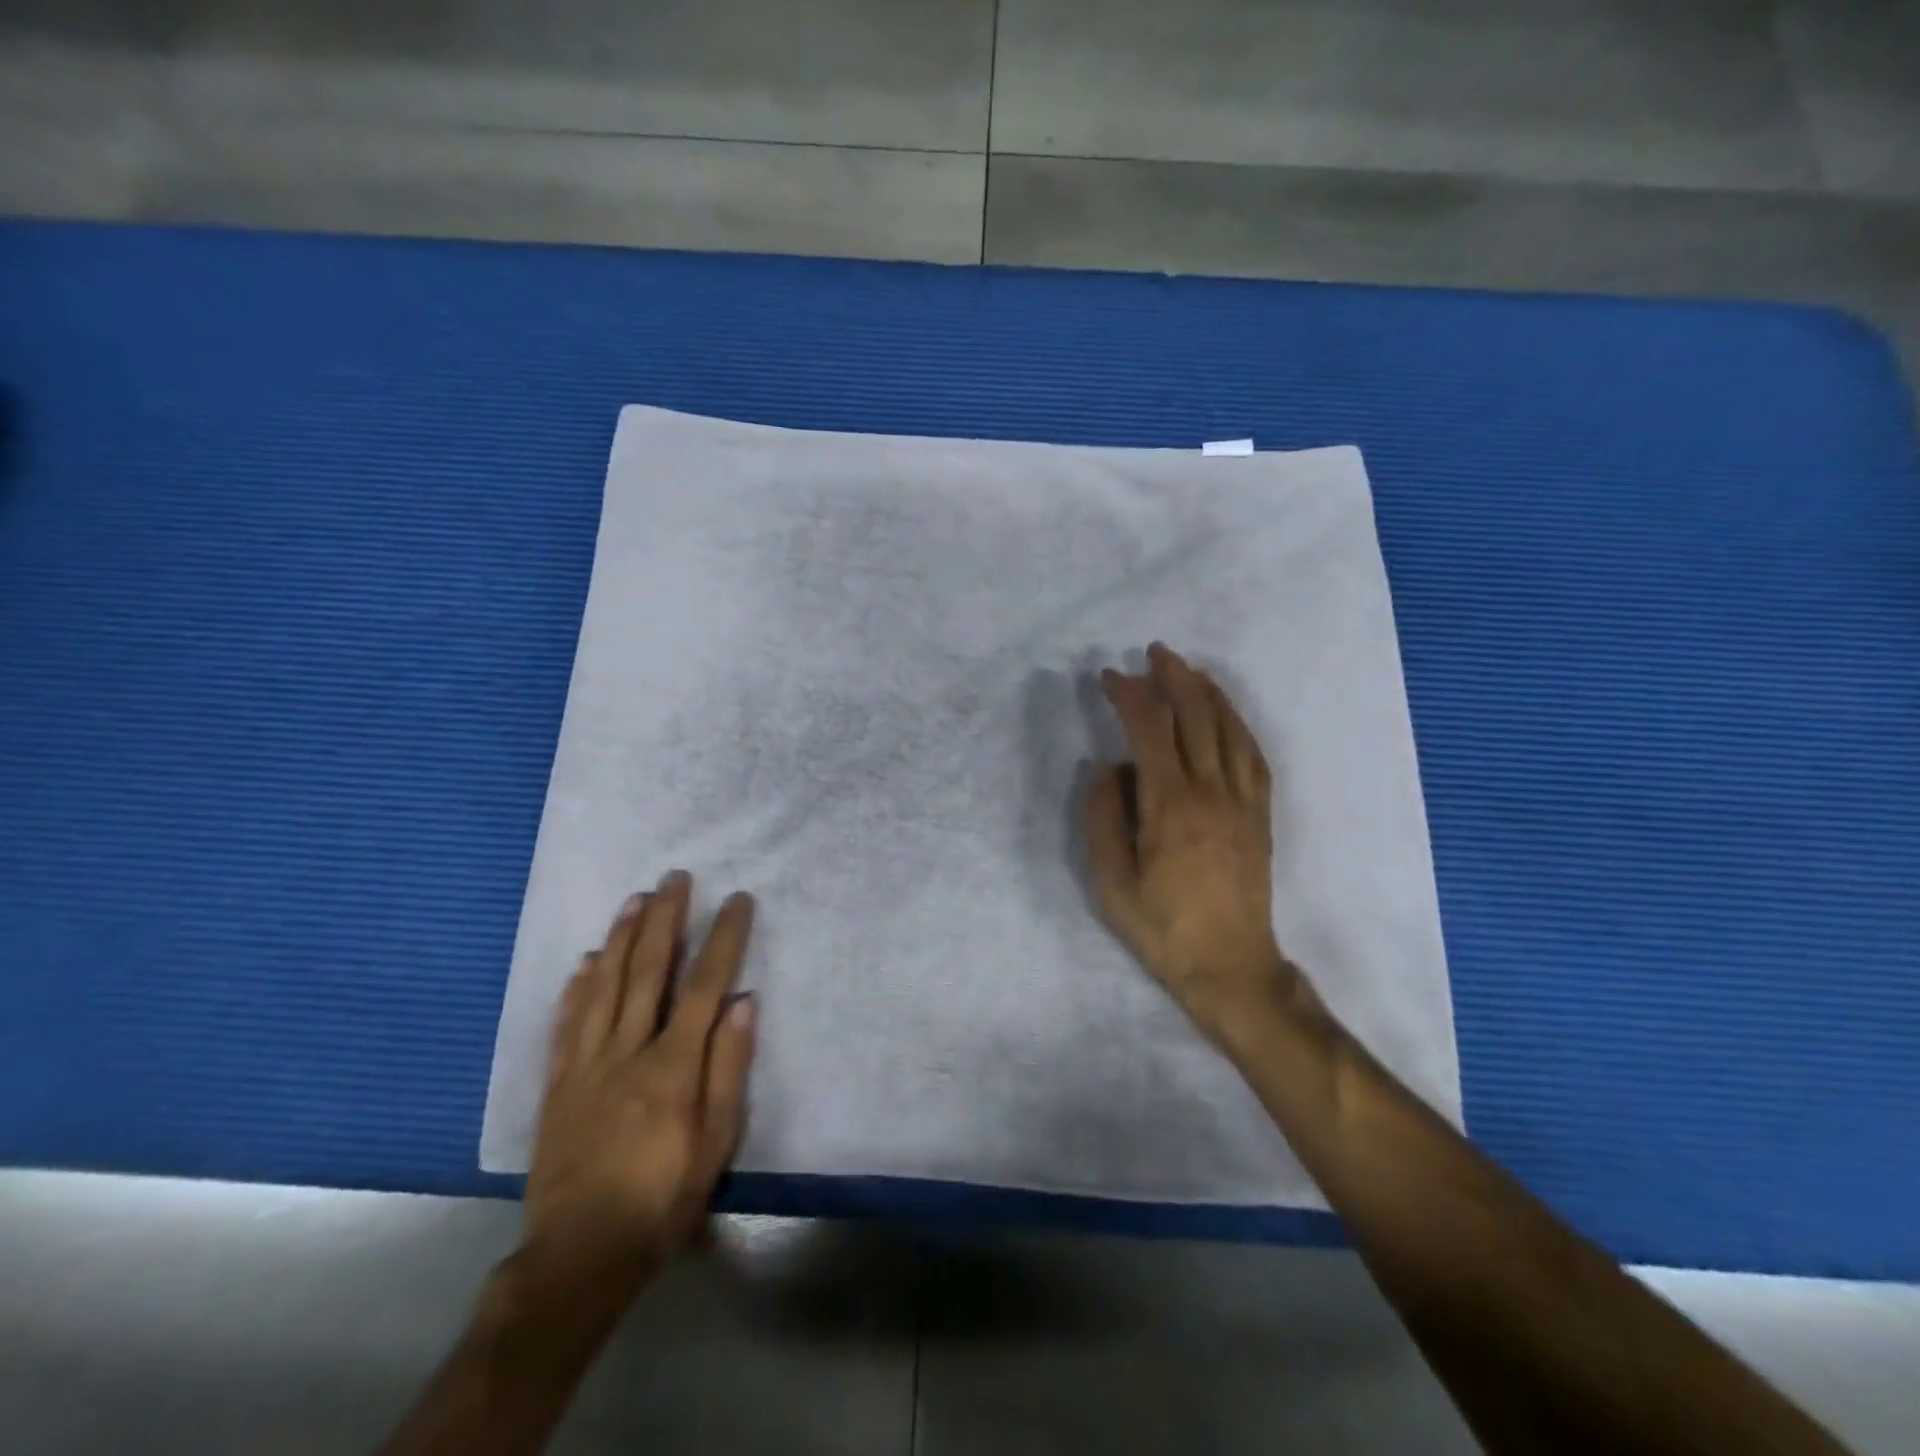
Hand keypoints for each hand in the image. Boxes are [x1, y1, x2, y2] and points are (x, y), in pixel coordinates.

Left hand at [521, 871, 756, 1297]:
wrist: (579, 1255)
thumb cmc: (663, 1198)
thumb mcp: (716, 1142)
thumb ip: (729, 1067)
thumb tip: (744, 1001)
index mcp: (672, 1065)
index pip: (704, 985)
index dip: (722, 938)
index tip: (737, 900)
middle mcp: (627, 1051)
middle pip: (647, 971)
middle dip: (664, 919)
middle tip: (675, 878)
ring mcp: (586, 1064)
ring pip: (603, 986)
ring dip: (620, 937)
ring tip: (634, 900)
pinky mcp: (557, 1083)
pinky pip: (566, 1022)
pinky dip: (577, 987)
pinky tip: (584, 962)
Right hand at [1086, 643, 1298, 1040]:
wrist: (1230, 967)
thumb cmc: (1162, 927)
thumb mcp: (1110, 881)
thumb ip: (1103, 817)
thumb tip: (1109, 767)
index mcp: (1170, 807)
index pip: (1150, 731)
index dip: (1130, 696)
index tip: (1110, 677)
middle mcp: (1212, 792)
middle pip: (1196, 716)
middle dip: (1173, 677)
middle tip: (1152, 653)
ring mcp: (1243, 801)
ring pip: (1229, 729)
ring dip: (1207, 692)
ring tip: (1187, 669)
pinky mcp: (1261, 815)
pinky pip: (1253, 755)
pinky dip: (1237, 723)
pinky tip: (1226, 713)